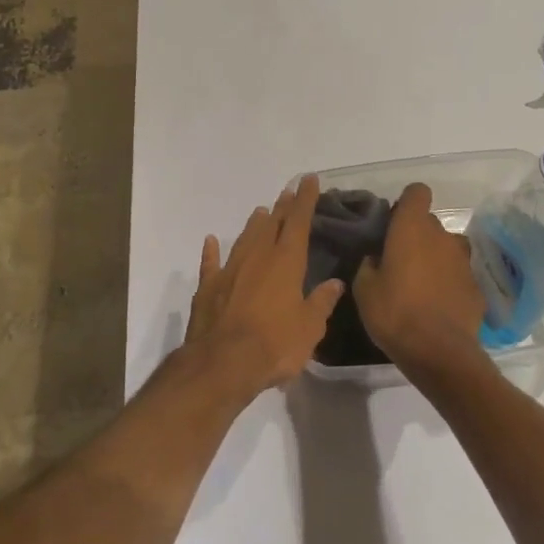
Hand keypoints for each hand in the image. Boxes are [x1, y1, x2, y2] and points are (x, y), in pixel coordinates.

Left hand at [183, 175, 343, 398]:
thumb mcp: (310, 327)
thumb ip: (321, 302)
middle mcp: (257, 257)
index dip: (305, 199)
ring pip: (245, 238)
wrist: (223, 363)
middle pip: (272, 225)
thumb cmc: (275, 344)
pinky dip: (211, 251)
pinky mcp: (208, 287)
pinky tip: (211, 241)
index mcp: (286, 262)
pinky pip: (211, 263)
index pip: (298, 221)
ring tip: (261, 211)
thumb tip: (334, 283)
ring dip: (254, 224)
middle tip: (289, 192)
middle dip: (283, 207)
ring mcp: (230, 270)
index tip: (309, 180)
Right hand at [352, 183, 486, 379]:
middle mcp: (441, 236)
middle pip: (430, 222)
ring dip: (436, 258)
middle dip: (417, 235)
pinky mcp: (476, 286)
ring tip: (422, 283)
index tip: (394, 223)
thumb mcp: (364, 289)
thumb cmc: (394, 313)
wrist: (439, 352)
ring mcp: (463, 261)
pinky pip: (458, 275)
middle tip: (399, 261)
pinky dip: (449, 283)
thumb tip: (376, 258)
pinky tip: (438, 306)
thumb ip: (369, 264)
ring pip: (447, 248)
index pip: (417, 192)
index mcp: (412, 228)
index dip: (406, 203)